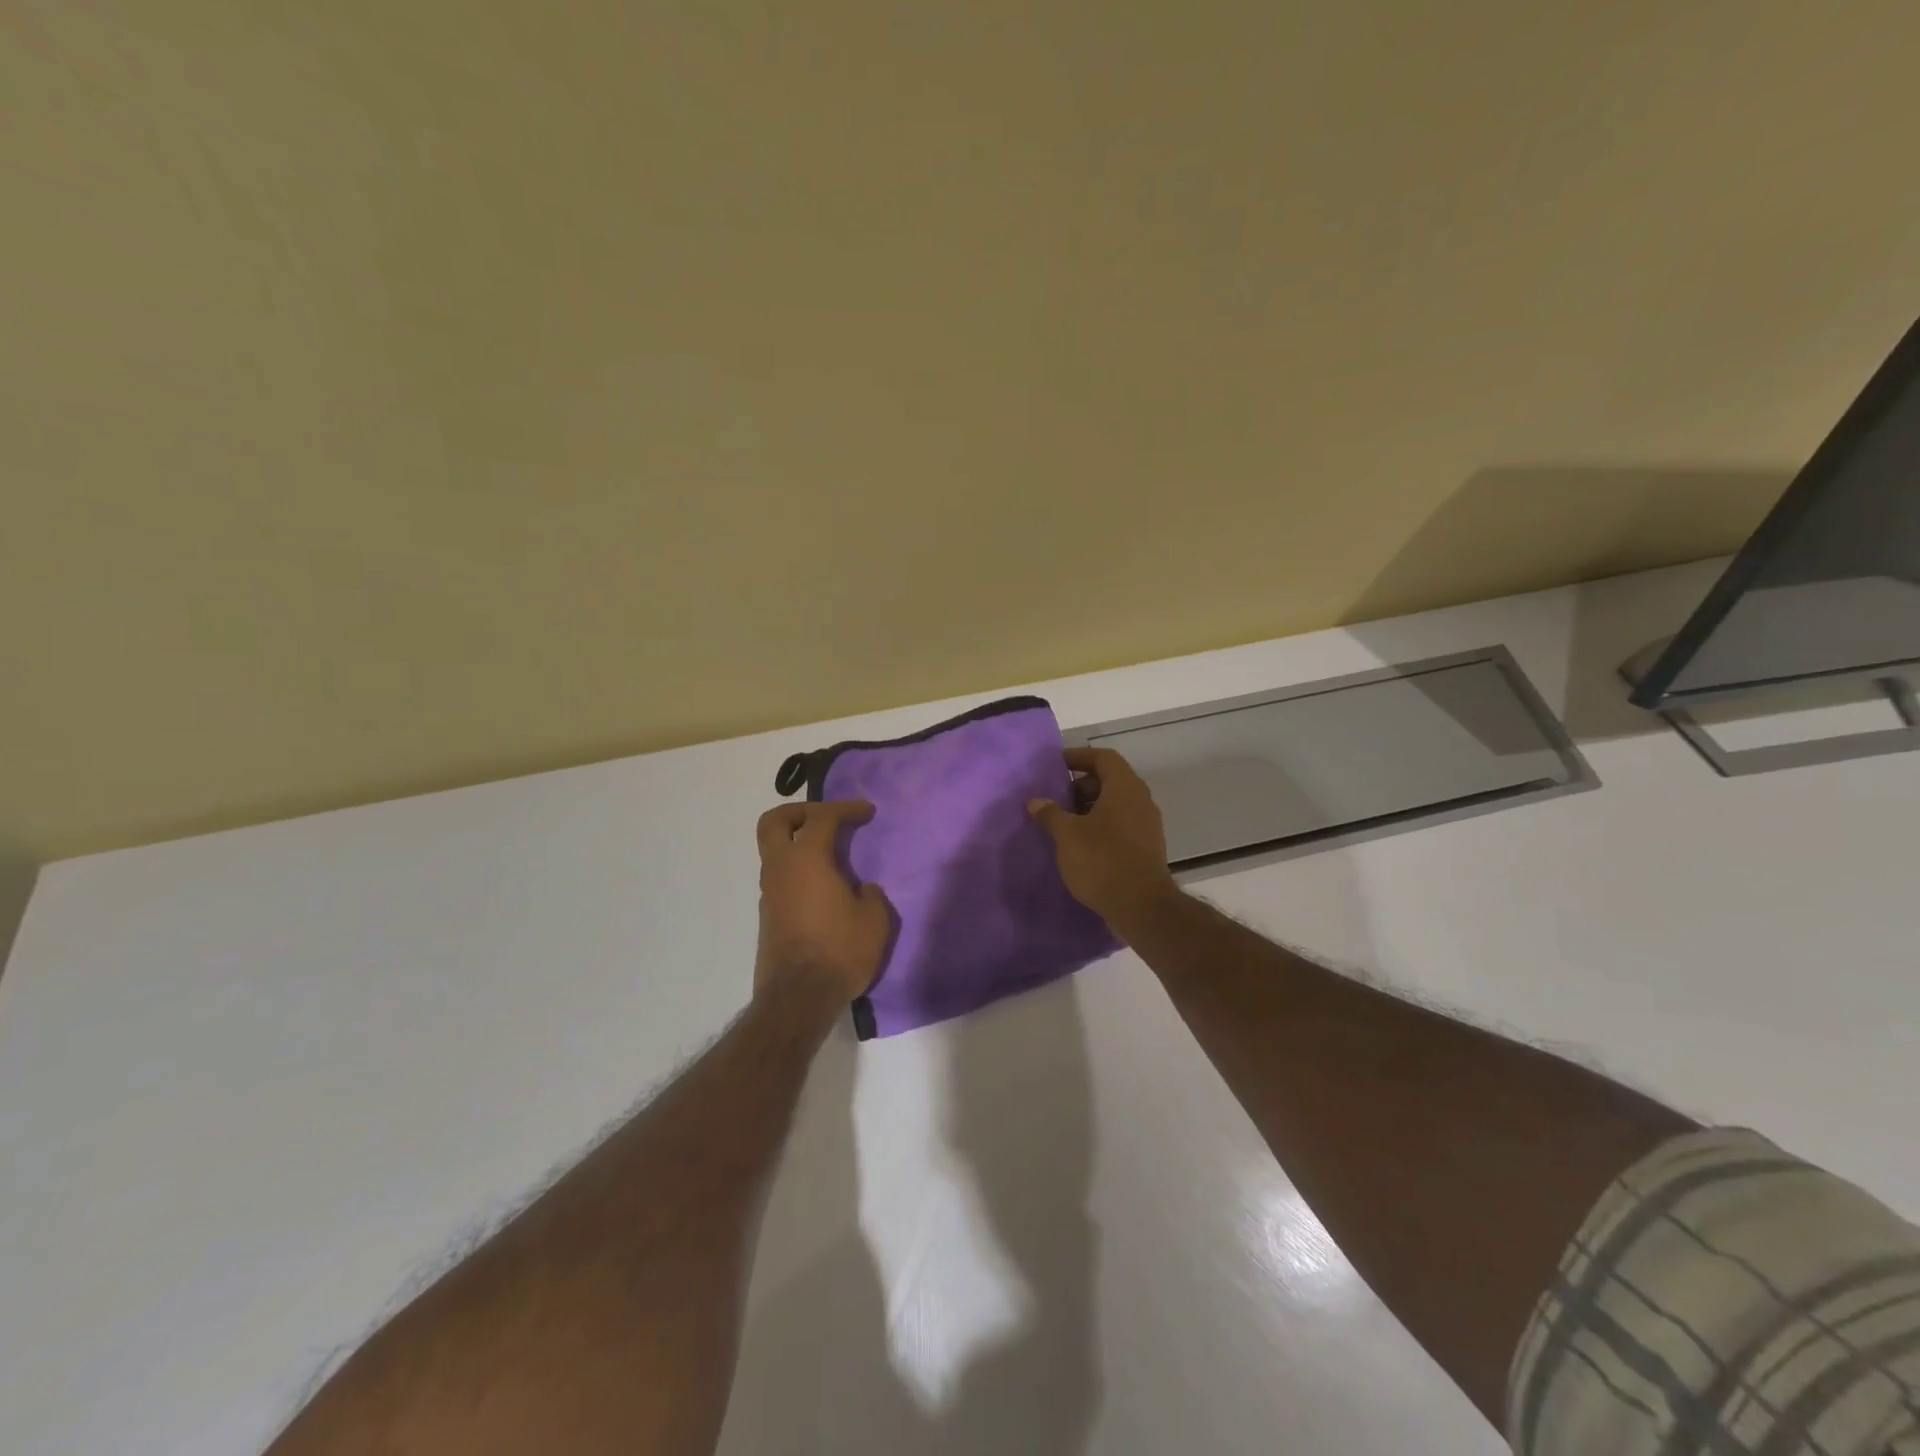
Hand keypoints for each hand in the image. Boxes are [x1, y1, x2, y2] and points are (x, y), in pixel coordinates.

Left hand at [754, 800, 893, 1003]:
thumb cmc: (840, 950)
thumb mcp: (874, 920)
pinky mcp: (767, 916)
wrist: (798, 998)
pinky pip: (780, 878)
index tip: (867, 812)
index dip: (845, 808)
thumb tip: (861, 890)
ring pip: (774, 852)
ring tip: (831, 856)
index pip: (822, 818)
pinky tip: (823, 888)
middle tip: (827, 818)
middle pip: (774, 822)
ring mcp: (769, 893)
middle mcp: (780, 869)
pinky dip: (798, 871)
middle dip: (799, 812)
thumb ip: (871, 896)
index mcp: (806, 859)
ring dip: (798, 844)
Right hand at [1028, 747, 1176, 931]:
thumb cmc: (1102, 861)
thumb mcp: (1067, 835)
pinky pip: (1121, 825)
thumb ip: (1050, 814)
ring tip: (1063, 823)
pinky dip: (1100, 827)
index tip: (1056, 765)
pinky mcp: (1147, 848)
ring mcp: (1147, 825)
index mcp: (1125, 788)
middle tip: (1056, 798)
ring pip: (1115, 805)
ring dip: (1089, 808)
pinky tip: (1080, 845)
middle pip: (1110, 780)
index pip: (1103, 757)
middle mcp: (1141, 800)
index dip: (1079, 756)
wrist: (1142, 907)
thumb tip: (1036, 801)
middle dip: (1081, 786)